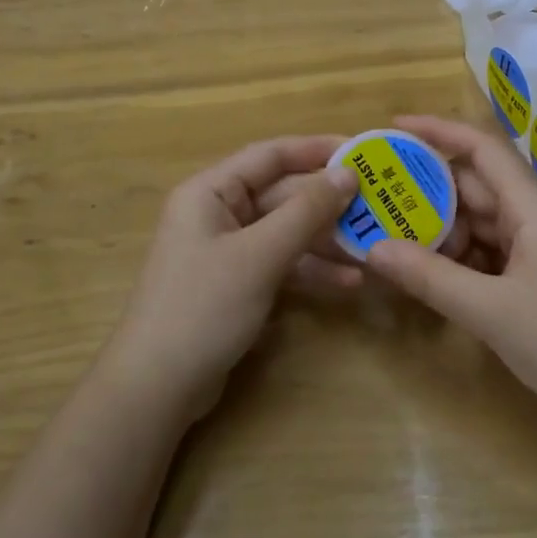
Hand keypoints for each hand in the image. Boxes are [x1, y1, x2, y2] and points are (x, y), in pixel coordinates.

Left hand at [107, 136, 358, 417]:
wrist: (157, 387)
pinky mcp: (237, 283)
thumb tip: (347, 173)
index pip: (270, 156)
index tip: (362, 152)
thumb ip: (305, 211)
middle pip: (282, 195)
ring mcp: (227, 250)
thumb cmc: (204, 306)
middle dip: (328, 204)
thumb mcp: (260, 255)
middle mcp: (217, 212)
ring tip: (372, 247)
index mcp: (210, 191)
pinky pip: (280, 263)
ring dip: (325, 240)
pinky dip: (311, 270)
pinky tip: (348, 283)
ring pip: (285, 232)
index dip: (316, 150)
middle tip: (378, 205)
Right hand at [366, 114, 536, 424]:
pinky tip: (432, 274)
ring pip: (482, 222)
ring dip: (443, 229)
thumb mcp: (491, 312)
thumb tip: (373, 248)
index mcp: (533, 207)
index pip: (482, 148)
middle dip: (428, 191)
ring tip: (394, 239)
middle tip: (378, 199)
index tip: (394, 127)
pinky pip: (494, 251)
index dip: (438, 131)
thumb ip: (430, 277)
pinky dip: (462, 257)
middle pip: (476, 187)